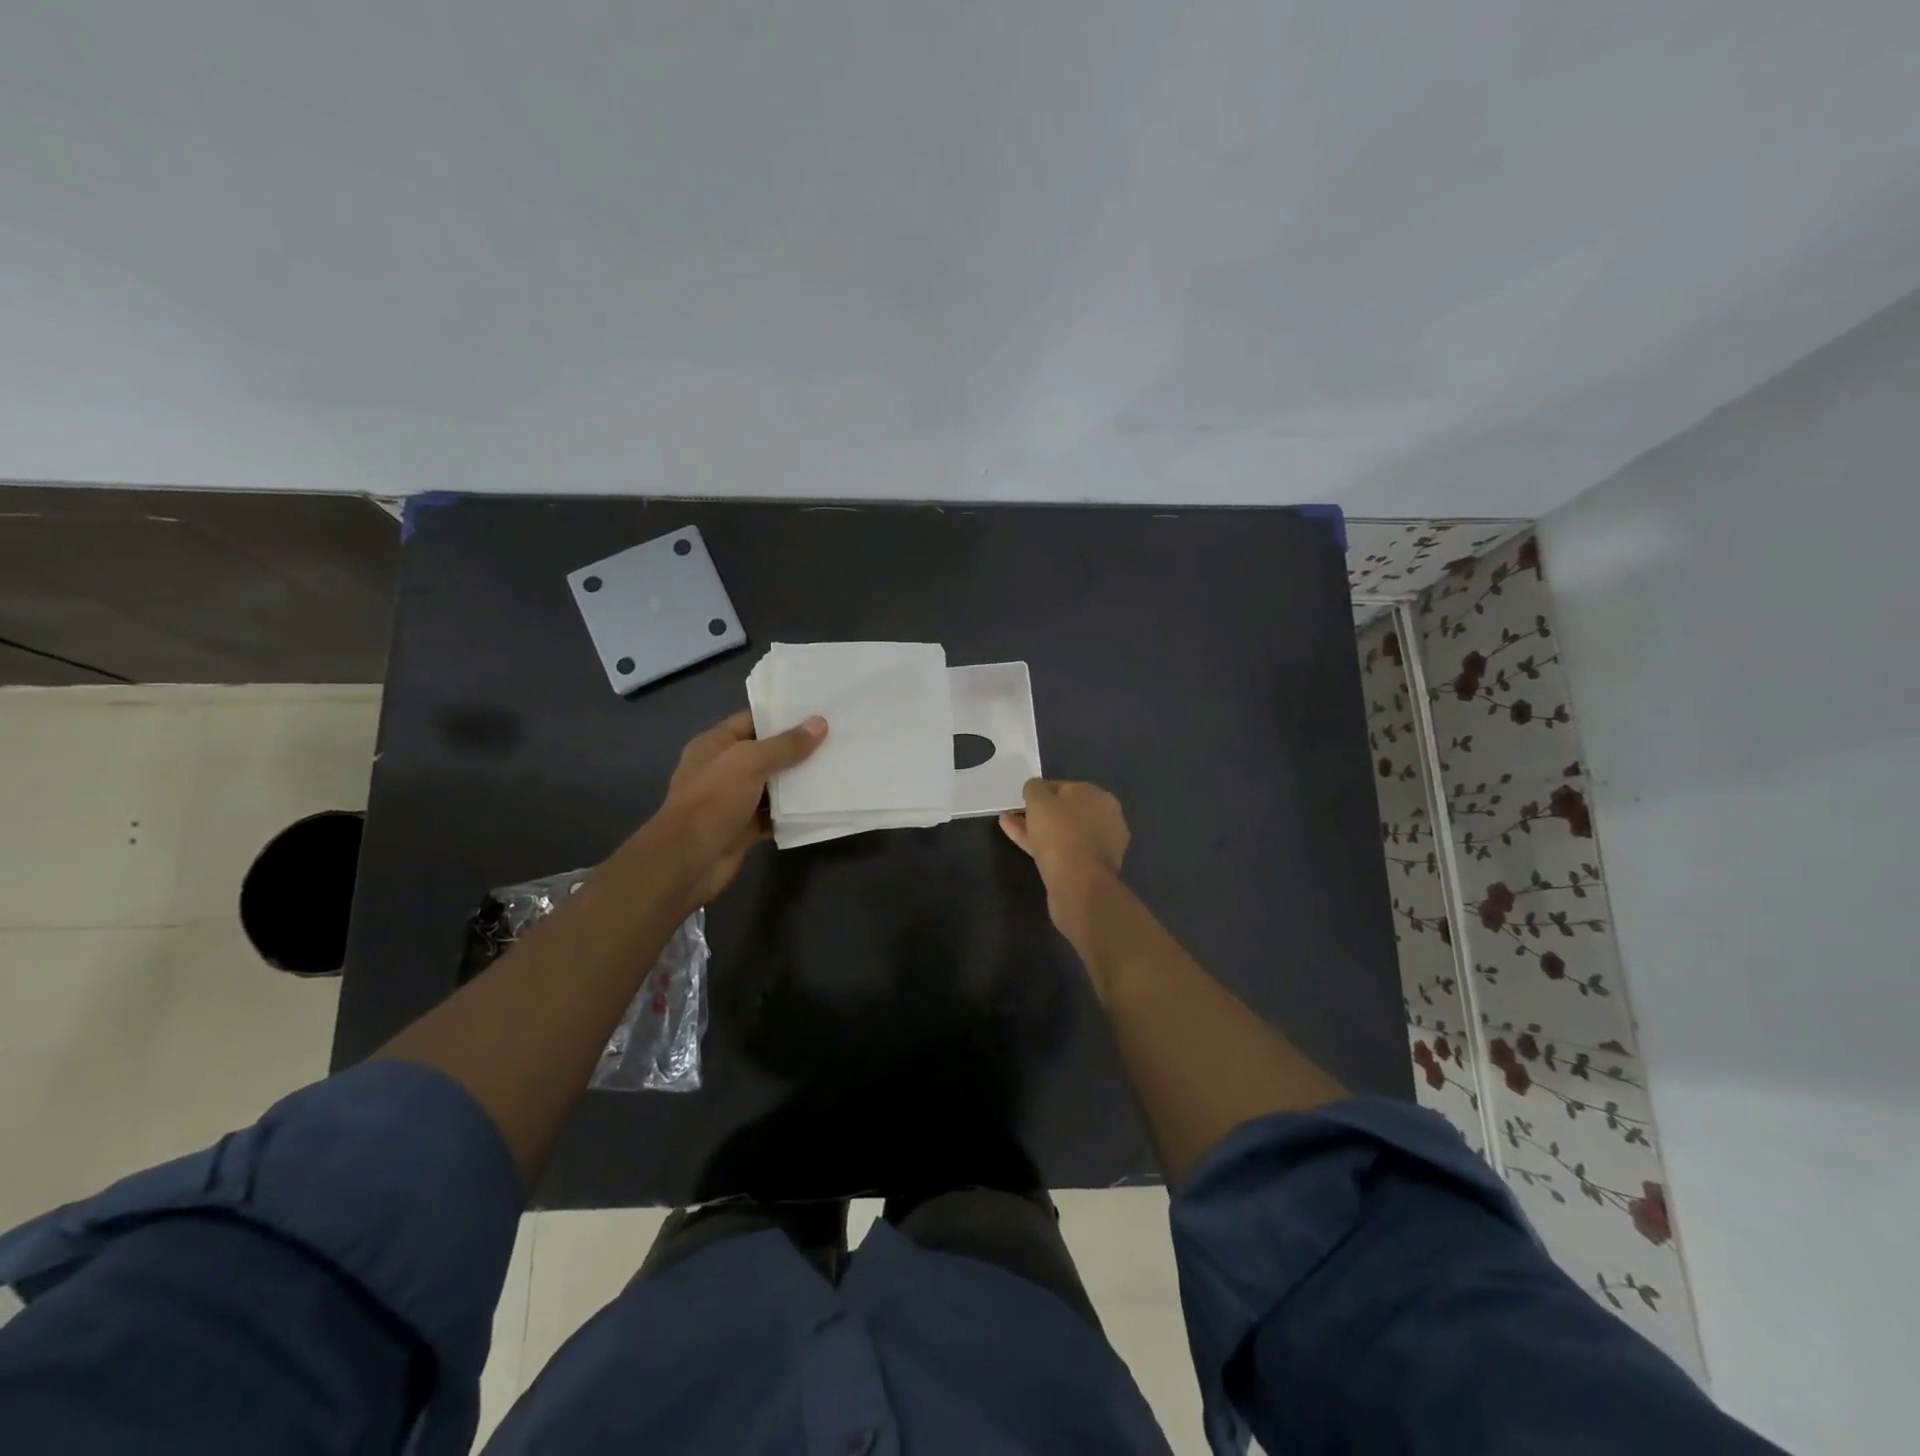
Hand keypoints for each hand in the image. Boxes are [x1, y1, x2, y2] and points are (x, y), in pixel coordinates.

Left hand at [645, 710, 826, 907]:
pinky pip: (773, 815)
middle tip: (835, 739)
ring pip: (772, 786)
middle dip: (796, 749)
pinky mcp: (743, 828)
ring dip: (797, 782)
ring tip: (835, 769)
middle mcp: (723, 769)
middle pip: (765, 753)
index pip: (751, 720)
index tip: (817, 712)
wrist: (688, 860)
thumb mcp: (749, 762)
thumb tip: (819, 723)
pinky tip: (820, 804)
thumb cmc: (713, 800)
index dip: (782, 715)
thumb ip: (785, 745)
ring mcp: (733, 800)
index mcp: (715, 744)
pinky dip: (792, 812)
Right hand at [1000, 779, 1129, 927]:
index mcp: (1099, 797)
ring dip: (1035, 828)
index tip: (1021, 800)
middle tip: (1014, 814)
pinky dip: (1042, 844)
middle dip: (1038, 812)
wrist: (1079, 886)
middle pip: (1065, 811)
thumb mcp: (1039, 801)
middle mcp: (1105, 818)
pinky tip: (1020, 841)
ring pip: (1061, 832)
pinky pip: (1062, 849)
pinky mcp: (1089, 868)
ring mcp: (1099, 846)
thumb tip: (1035, 788)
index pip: (1064, 787)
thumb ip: (1034, 788)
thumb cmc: (1061, 834)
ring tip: (1007, 825)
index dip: (1040, 791)